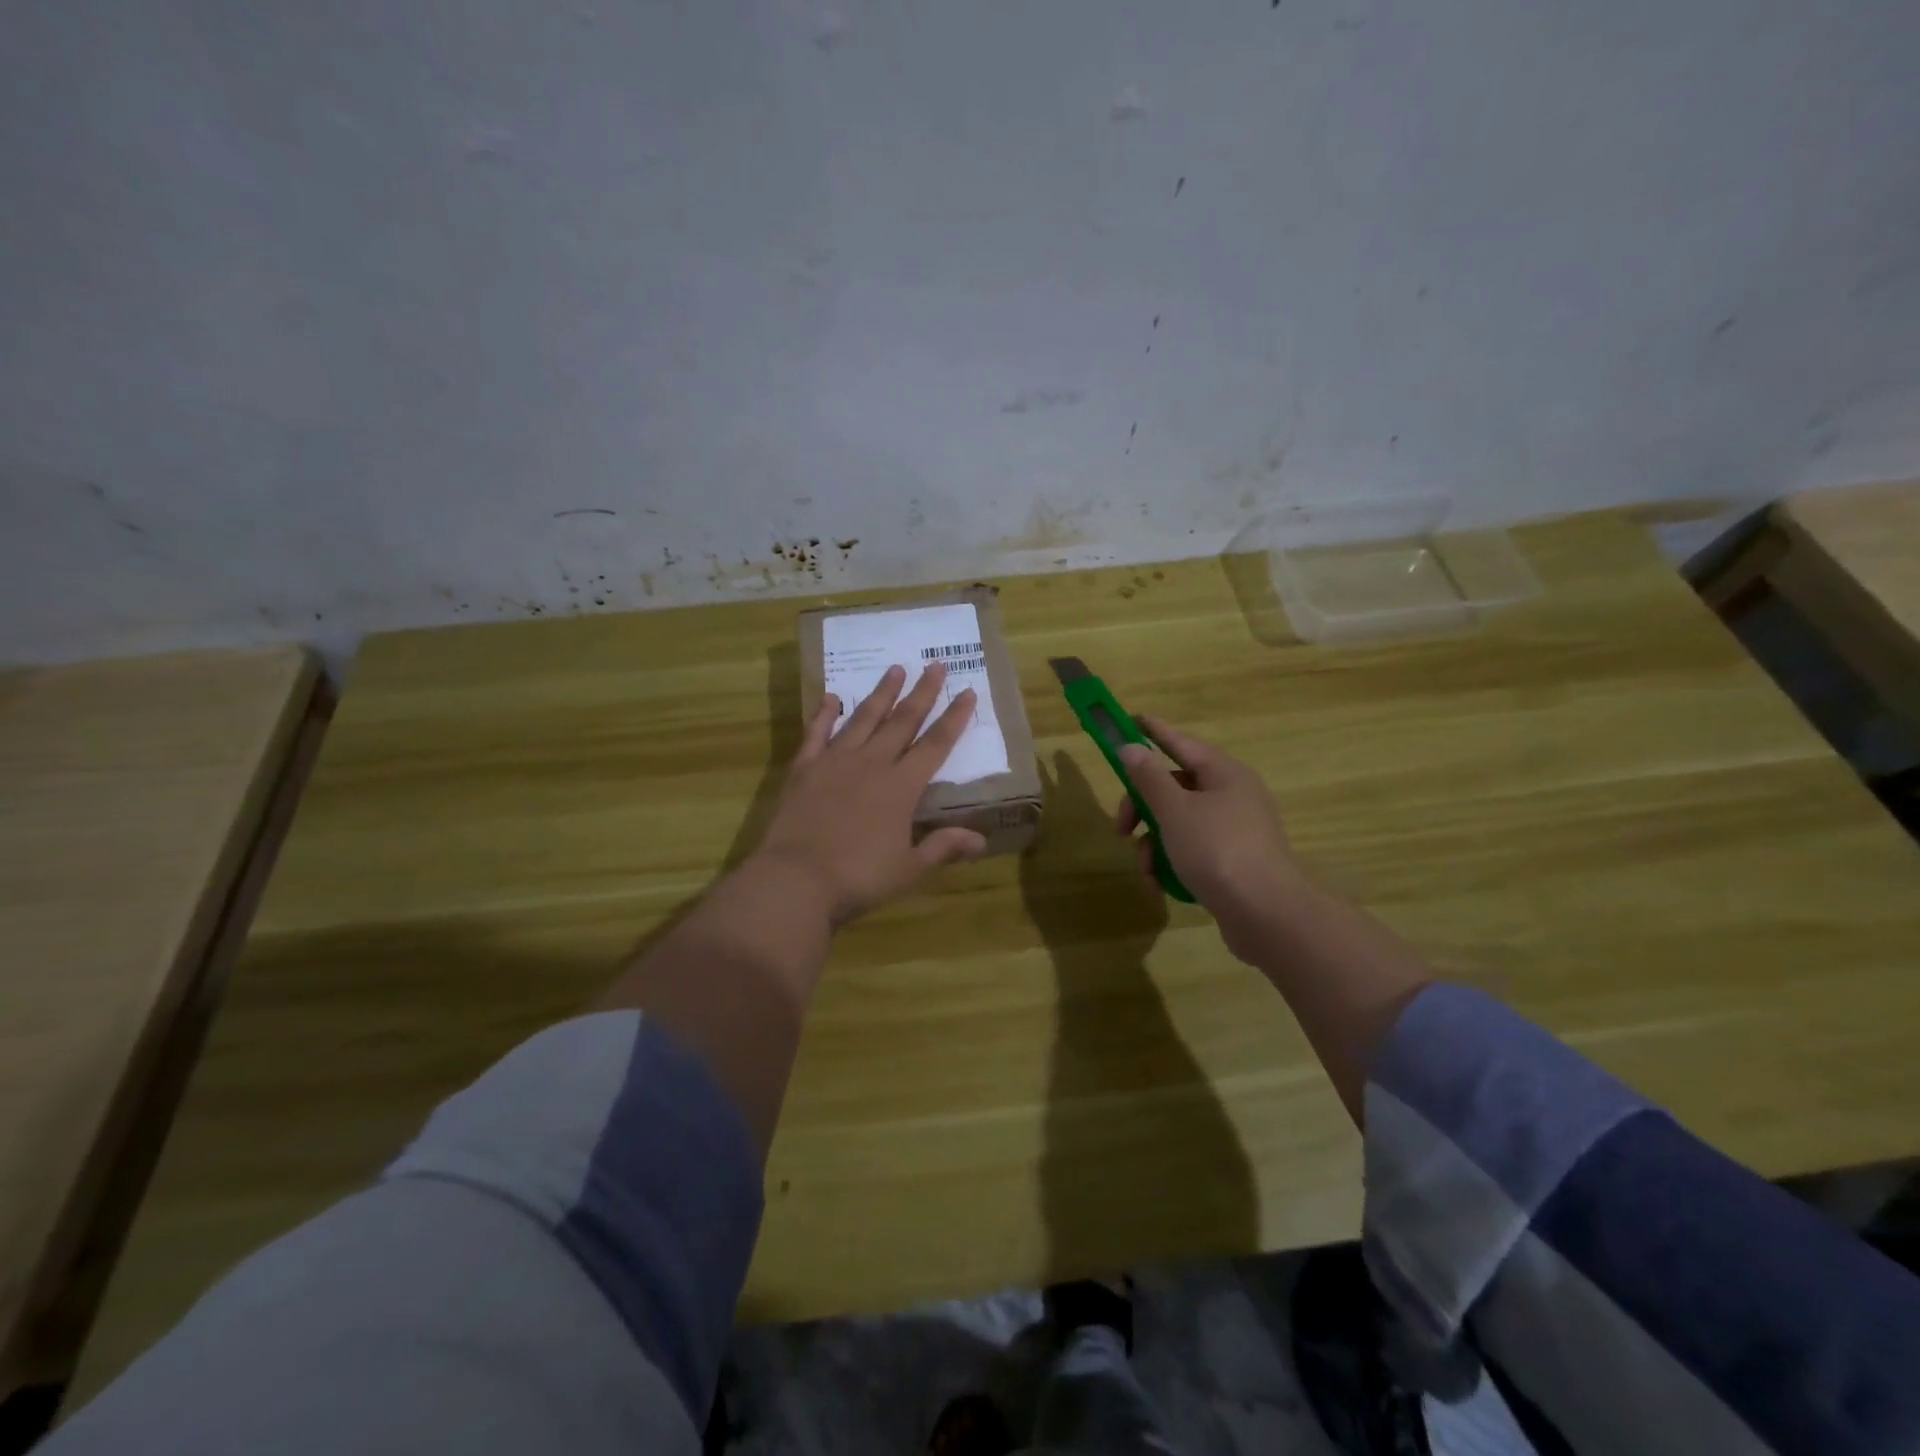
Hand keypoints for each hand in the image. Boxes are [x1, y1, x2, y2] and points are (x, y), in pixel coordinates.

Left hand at [752, 662, 987, 927]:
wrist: (796, 880)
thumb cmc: (858, 878)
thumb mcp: (909, 869)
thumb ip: (943, 847)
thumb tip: (982, 840)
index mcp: (901, 787)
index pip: (935, 745)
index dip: (954, 718)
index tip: (967, 691)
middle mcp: (872, 764)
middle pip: (902, 721)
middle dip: (922, 693)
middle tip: (934, 664)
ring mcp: (835, 762)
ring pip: (863, 719)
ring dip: (881, 693)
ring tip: (894, 669)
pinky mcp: (803, 770)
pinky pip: (816, 734)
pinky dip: (824, 714)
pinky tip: (831, 697)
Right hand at [1114, 717, 1308, 962]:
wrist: (1267, 915)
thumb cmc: (1217, 851)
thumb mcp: (1174, 811)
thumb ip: (1148, 778)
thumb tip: (1131, 747)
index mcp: (1223, 774)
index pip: (1180, 742)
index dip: (1153, 732)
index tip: (1130, 720)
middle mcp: (1232, 795)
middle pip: (1175, 786)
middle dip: (1142, 806)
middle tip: (1121, 828)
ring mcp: (1235, 829)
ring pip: (1180, 822)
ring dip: (1154, 842)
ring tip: (1145, 869)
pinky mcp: (1233, 861)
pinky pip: (1193, 849)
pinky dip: (1172, 862)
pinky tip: (1160, 884)